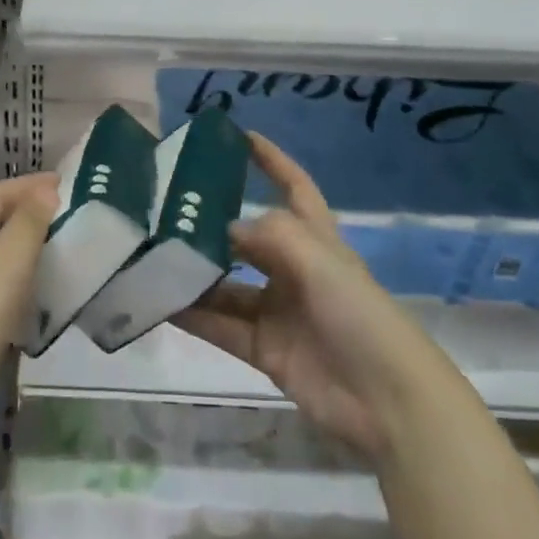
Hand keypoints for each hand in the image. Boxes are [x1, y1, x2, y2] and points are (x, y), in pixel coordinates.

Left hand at [0, 173, 58, 471]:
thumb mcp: (0, 275)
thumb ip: (24, 230)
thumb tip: (45, 190)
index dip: (28, 185)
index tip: (68, 182)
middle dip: (22, 210)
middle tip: (65, 212)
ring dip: (17, 245)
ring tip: (53, 249)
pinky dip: (9, 280)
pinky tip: (27, 299)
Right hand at [173, 134, 425, 460]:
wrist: (388, 402)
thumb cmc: (360, 316)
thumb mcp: (321, 261)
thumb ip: (270, 235)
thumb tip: (224, 228)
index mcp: (316, 240)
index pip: (293, 187)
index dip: (272, 161)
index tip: (239, 136)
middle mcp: (294, 270)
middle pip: (247, 239)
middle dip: (211, 226)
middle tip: (163, 211)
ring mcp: (278, 311)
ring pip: (226, 285)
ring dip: (194, 275)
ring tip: (151, 258)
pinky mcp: (264, 349)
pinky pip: (220, 325)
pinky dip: (192, 315)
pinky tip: (159, 303)